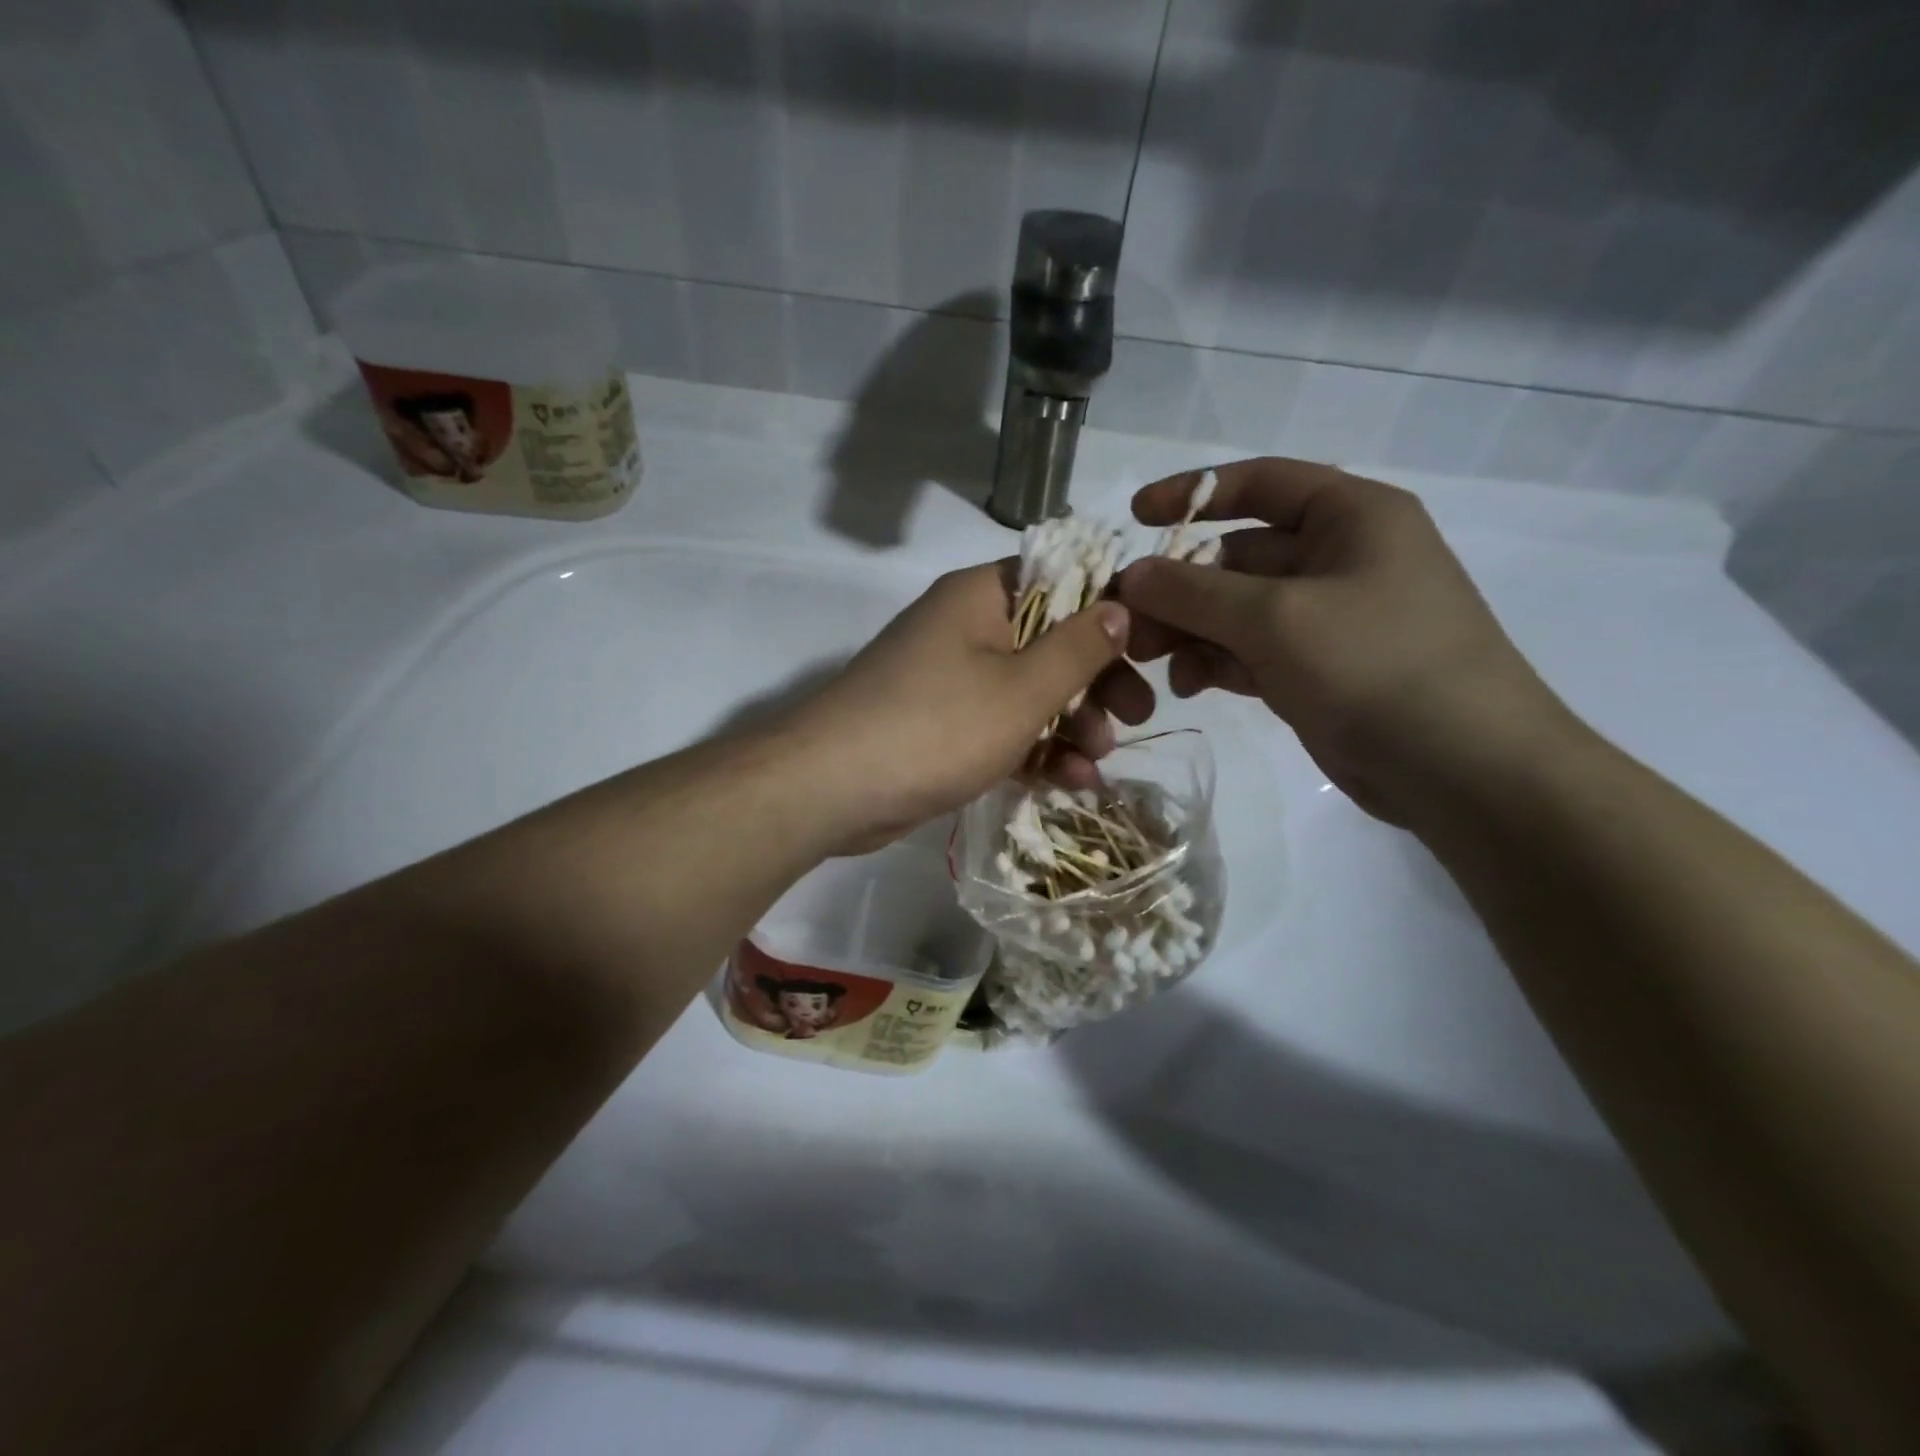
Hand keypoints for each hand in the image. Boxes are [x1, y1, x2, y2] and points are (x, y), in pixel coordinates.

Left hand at [781, 562, 1139, 850]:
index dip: (1109, 611)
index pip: (1060, 580)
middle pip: (1048, 640)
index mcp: (981, 596)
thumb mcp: (1023, 689)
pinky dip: (1033, 749)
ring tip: (1100, 762)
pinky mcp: (938, 725)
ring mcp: (947, 678)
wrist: (831, 788)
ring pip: (1027, 691)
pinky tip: (1069, 782)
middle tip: (1138, 716)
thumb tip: (1120, 605)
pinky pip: (999, 726)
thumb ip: (1078, 648)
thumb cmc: (937, 726)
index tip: (1149, 649)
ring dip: (1069, 724)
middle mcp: (964, 627)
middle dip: (1095, 682)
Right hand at [1116, 459, 1572, 825]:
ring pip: (1236, 609)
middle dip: (1180, 586)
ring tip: (1151, 661)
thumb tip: (1129, 576)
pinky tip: (1188, 686)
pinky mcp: (1316, 669)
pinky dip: (1215, 662)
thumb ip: (1194, 592)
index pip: (1259, 482)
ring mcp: (1327, 617)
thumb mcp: (1276, 619)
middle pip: (1237, 555)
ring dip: (1190, 630)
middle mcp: (1339, 557)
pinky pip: (1250, 651)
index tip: (1134, 517)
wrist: (1461, 768)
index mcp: (1350, 515)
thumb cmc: (1376, 664)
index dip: (1192, 493)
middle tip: (1129, 622)